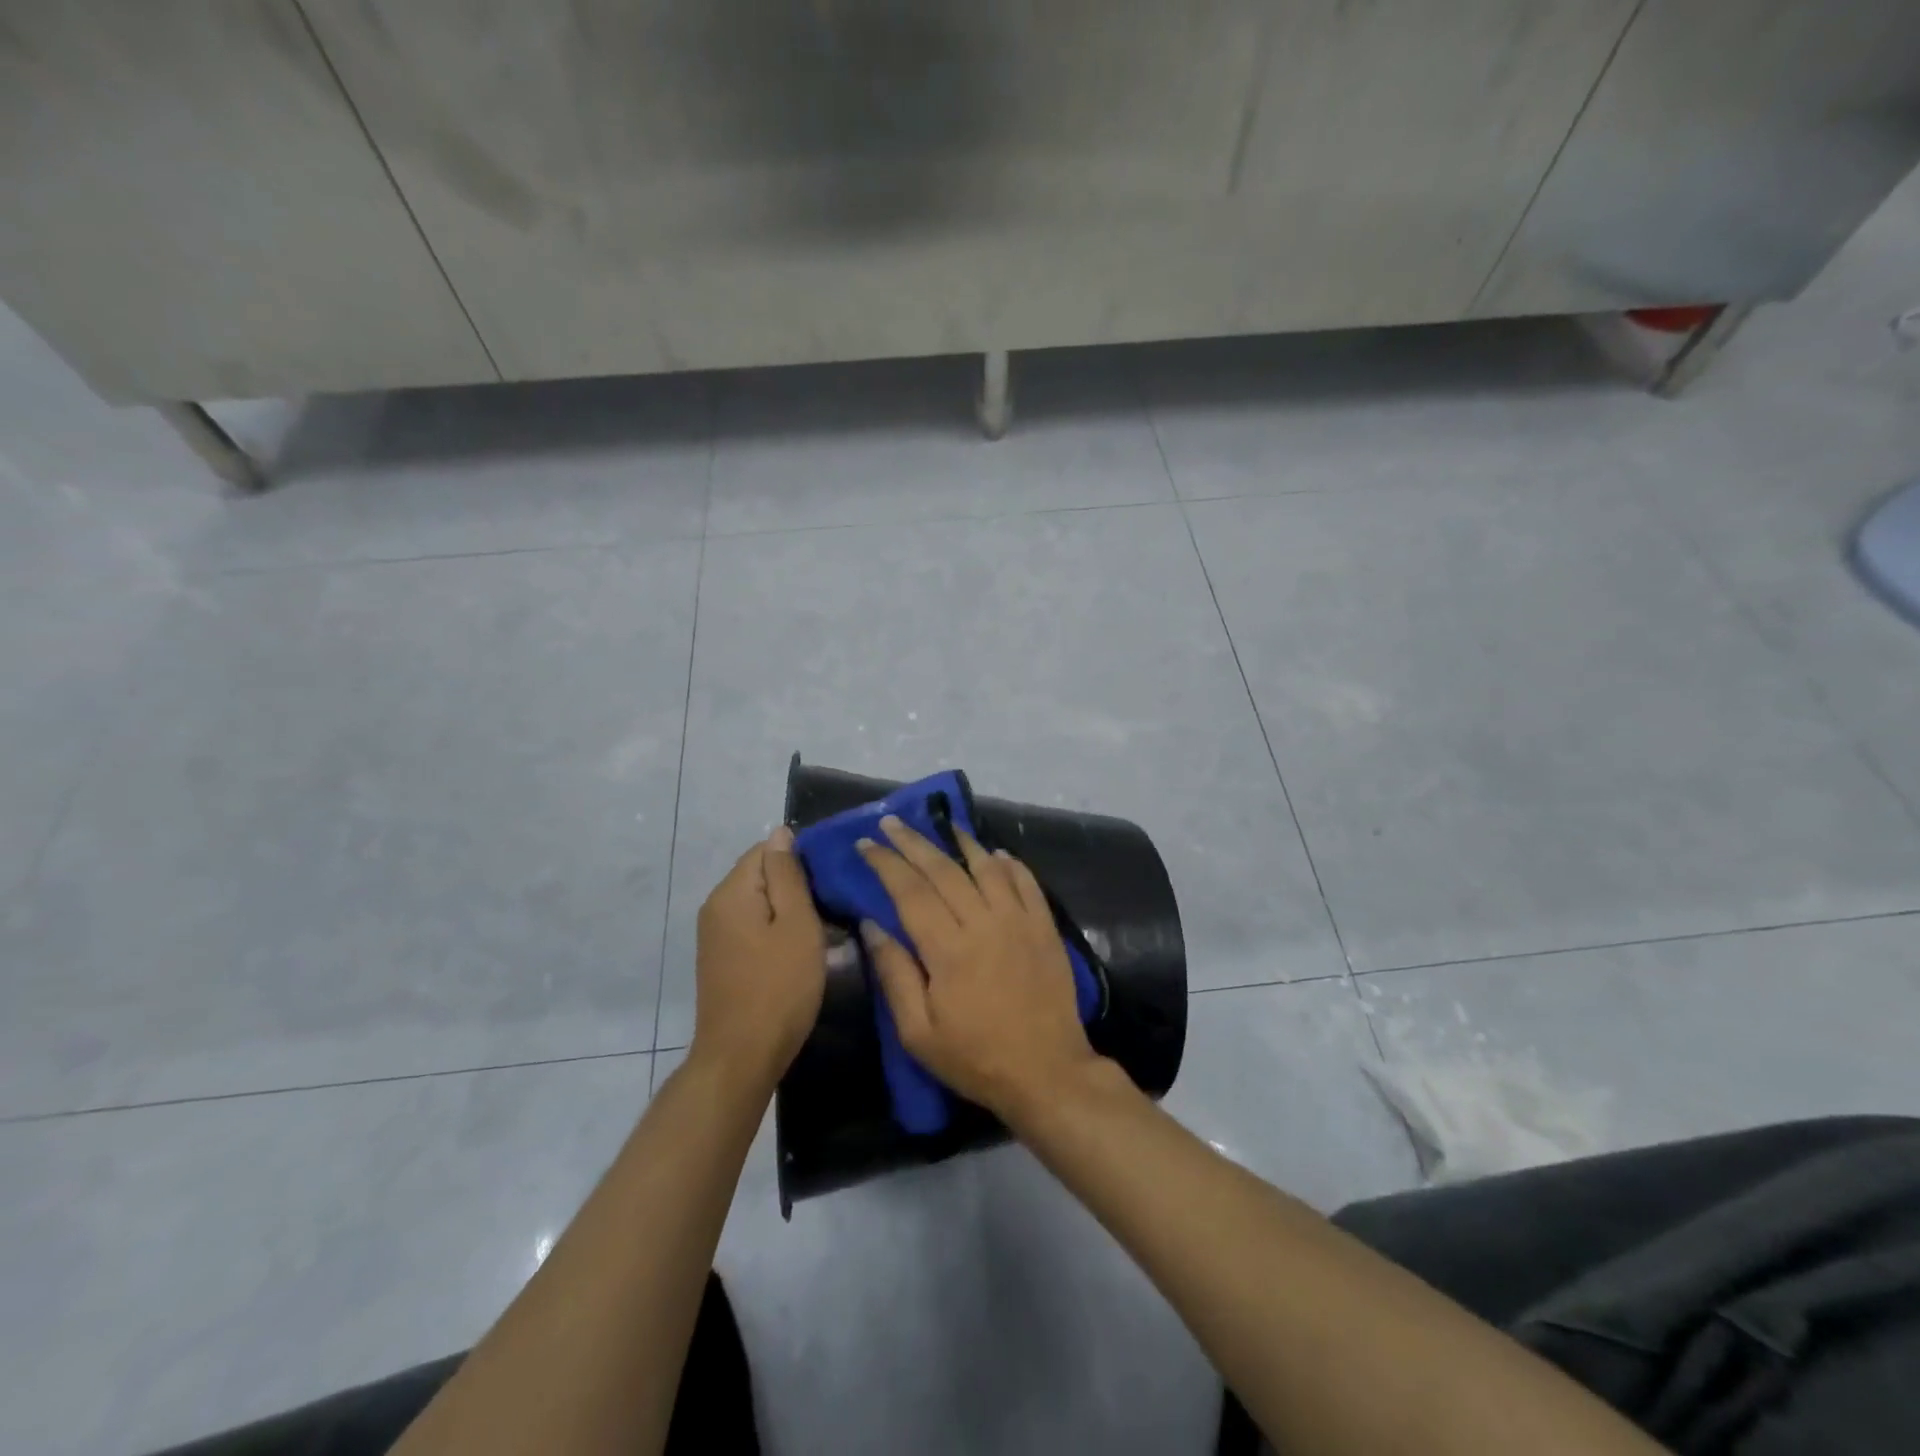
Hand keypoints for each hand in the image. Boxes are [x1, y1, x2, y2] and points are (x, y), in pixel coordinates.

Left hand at [692, 827, 826, 1090]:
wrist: (741, 1057)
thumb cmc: (778, 988)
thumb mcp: (796, 925)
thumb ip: (787, 875)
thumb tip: (780, 832)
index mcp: (732, 892)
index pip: (766, 850)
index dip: (801, 858)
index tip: (831, 881)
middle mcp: (716, 907)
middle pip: (761, 875)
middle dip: (797, 885)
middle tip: (834, 906)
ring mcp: (716, 935)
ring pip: (761, 903)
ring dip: (791, 910)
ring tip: (825, 928)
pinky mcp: (722, 958)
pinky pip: (754, 927)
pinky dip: (778, 931)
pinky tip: (801, 951)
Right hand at [858, 816, 1098, 1123]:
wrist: (1047, 1073)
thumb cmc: (976, 1058)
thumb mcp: (919, 1033)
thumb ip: (894, 974)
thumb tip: (872, 924)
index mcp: (948, 949)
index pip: (909, 891)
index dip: (886, 863)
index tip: (866, 843)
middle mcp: (984, 922)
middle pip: (943, 870)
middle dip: (913, 842)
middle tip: (892, 822)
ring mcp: (1019, 920)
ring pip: (987, 867)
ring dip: (963, 842)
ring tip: (944, 825)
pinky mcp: (1045, 927)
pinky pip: (1026, 882)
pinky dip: (1010, 863)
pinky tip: (997, 853)